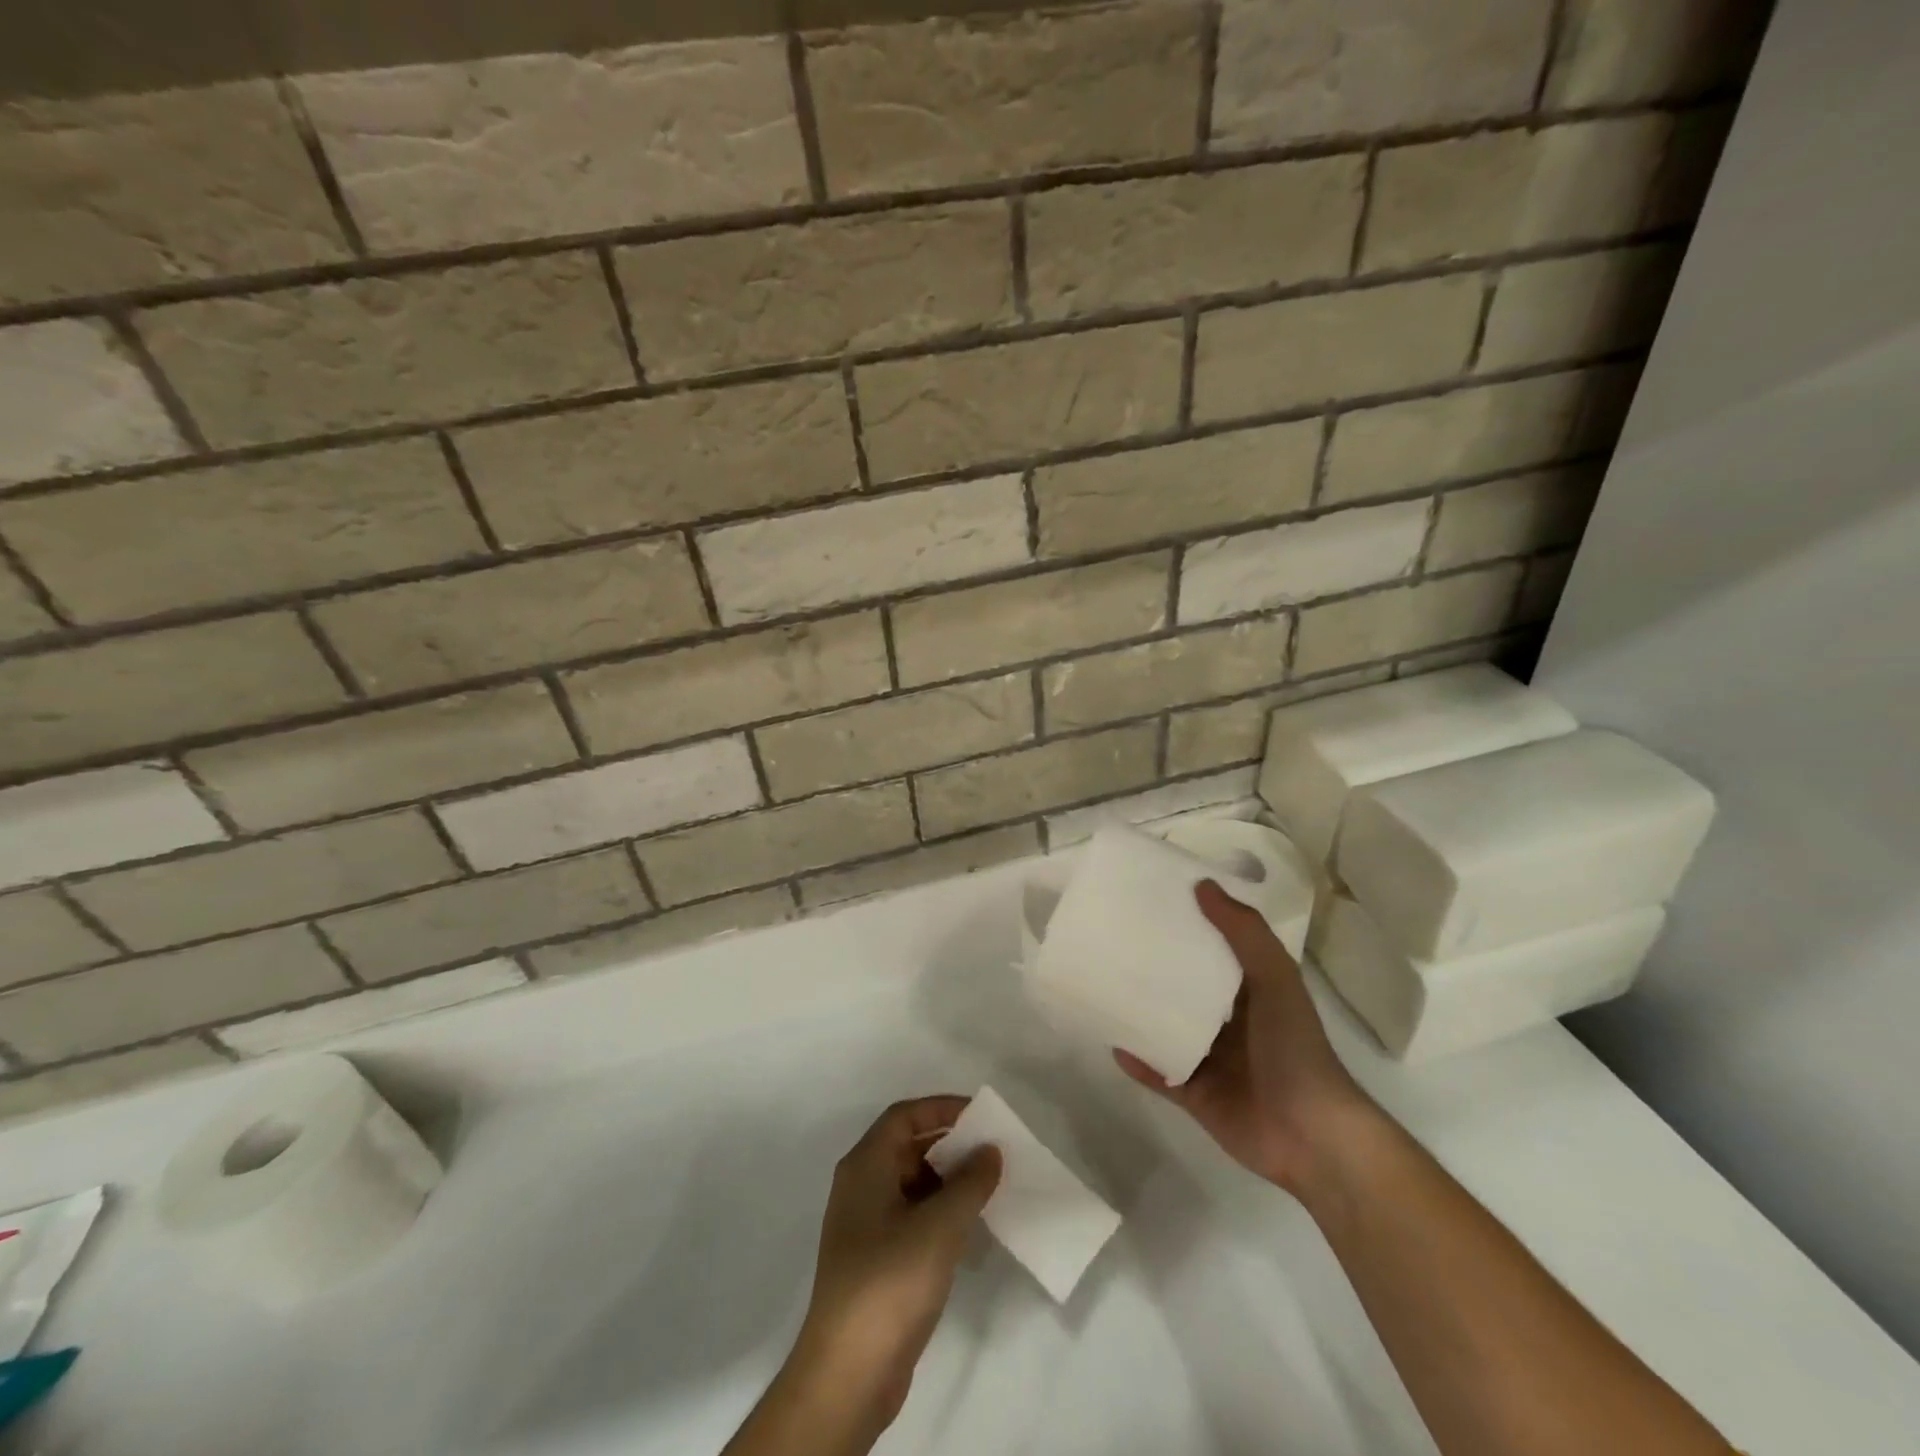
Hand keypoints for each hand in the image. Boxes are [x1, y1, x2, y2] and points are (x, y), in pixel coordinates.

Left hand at [789, 1098, 1001, 1431]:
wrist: (848, 1372)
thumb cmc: (890, 1281)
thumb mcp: (940, 1225)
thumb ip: (970, 1182)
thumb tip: (990, 1150)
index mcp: (865, 1165)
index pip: (904, 1116)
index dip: (941, 1108)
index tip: (980, 1115)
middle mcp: (860, 1186)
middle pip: (907, 1147)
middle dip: (949, 1145)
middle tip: (991, 1152)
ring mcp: (865, 1224)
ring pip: (911, 1183)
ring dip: (947, 1181)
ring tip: (987, 1188)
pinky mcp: (875, 1259)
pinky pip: (910, 1216)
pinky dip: (939, 1212)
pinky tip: (968, 1229)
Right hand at [1116, 881, 1375, 1198]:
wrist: (1309, 1135)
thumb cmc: (1293, 1046)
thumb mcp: (1275, 978)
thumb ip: (1243, 932)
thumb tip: (1202, 885)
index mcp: (1250, 991)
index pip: (1213, 949)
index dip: (1188, 924)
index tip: (1151, 901)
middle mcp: (1228, 1022)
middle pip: (1183, 988)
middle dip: (1153, 967)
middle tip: (1113, 940)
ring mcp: (1210, 1060)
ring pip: (1166, 1028)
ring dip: (1139, 1012)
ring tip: (1101, 985)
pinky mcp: (1194, 1094)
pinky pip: (1158, 1072)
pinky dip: (1137, 1059)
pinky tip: (1110, 1039)